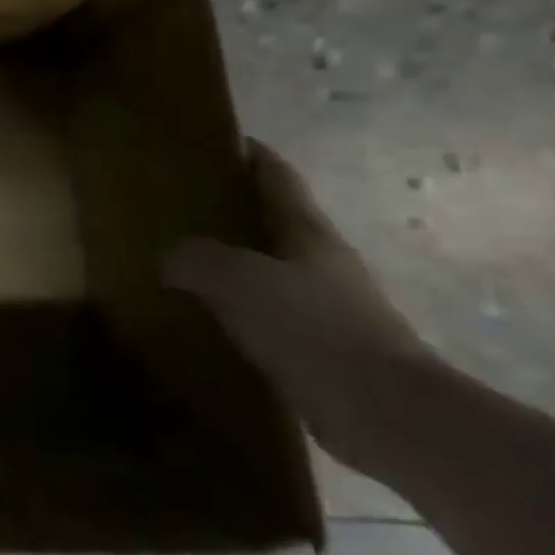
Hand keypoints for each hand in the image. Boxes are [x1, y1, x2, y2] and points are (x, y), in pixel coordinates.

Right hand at [163, 140, 437, 473]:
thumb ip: (195, 259)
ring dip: (230, 262)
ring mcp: (324, 307)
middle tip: (177, 204)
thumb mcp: (238, 280)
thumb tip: (168, 258)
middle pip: (271, 221)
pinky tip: (202, 317)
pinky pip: (265, 314)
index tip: (214, 139)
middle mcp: (319, 262)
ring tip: (178, 261)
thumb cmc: (314, 329)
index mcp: (307, 232)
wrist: (385, 415)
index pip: (276, 176)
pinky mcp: (319, 349)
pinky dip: (234, 308)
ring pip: (266, 270)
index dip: (248, 153)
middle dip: (229, 208)